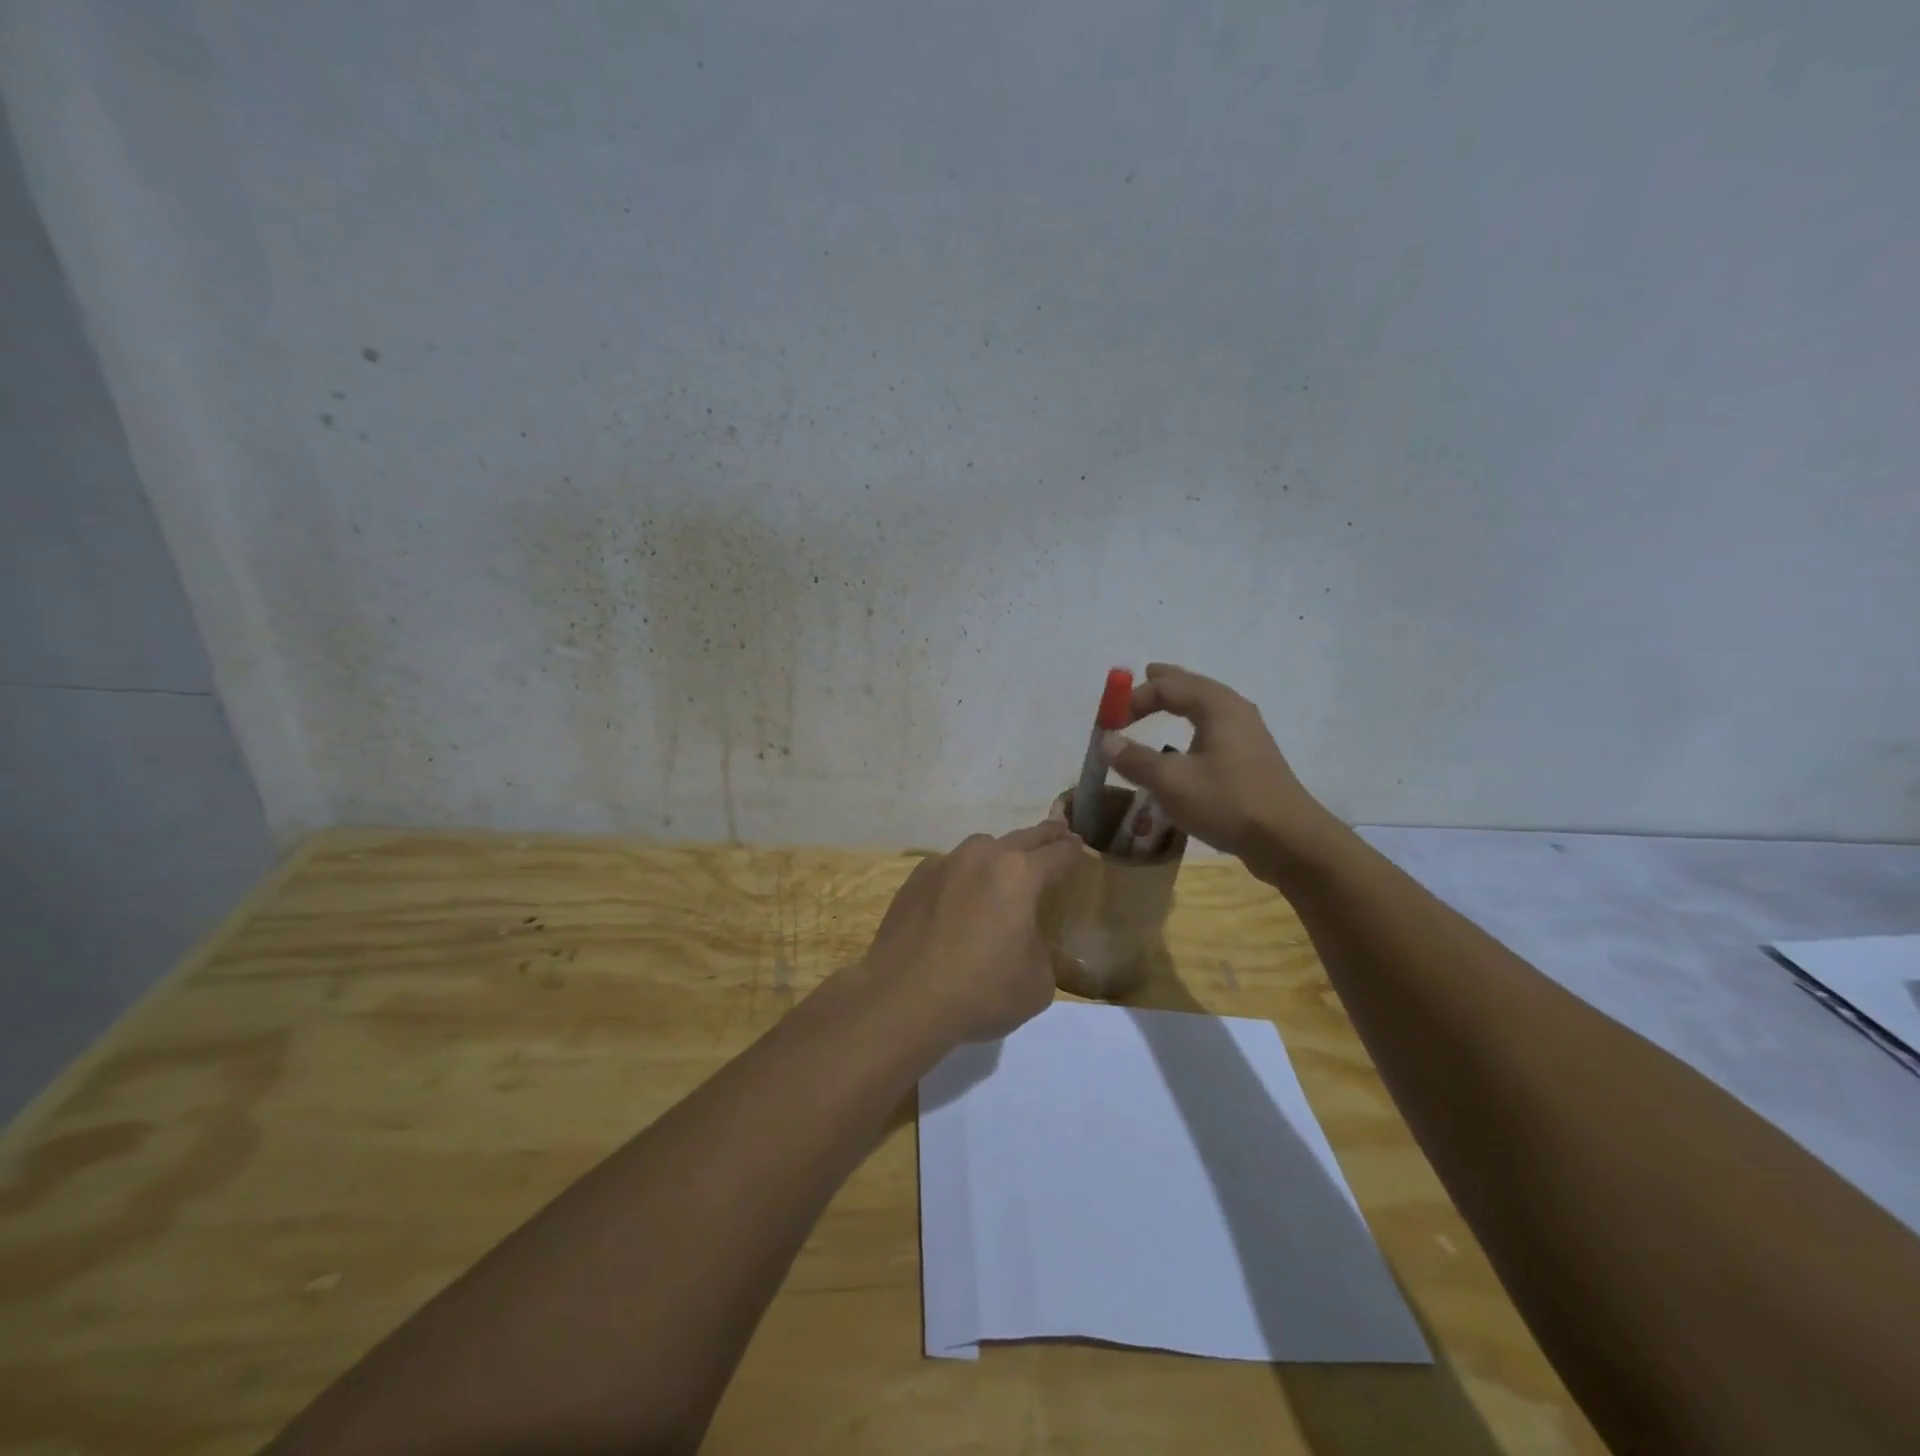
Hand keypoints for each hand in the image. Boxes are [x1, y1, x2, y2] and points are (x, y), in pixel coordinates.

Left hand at [859, 820, 1081, 1044]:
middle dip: (1044, 837)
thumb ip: (1040, 948)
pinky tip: (957, 901)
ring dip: (998, 855)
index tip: (1080, 848)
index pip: (1058, 853)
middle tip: (1057, 835)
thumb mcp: (1038, 982)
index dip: (1074, 851)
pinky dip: (961, 877)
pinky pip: (949, 868)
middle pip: (1023, 837)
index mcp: (1020, 874)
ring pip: (981, 848)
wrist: (903, 999)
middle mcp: (982, 856)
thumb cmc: (982, 990)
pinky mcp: (914, 880)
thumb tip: (1024, 939)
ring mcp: (944, 863)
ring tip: (1002, 875)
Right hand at [1100, 663, 1343, 880]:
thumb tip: (1106, 740)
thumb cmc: (1227, 802)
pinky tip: (1189, 743)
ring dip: (1182, 702)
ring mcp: (1248, 735)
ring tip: (1164, 703)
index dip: (1134, 698)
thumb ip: (1135, 759)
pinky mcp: (1252, 759)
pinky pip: (1215, 728)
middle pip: (1193, 687)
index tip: (1109, 722)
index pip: (1167, 687)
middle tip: (1144, 675)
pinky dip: (1194, 724)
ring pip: (1207, 706)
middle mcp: (1235, 711)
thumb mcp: (1171, 782)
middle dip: (1165, 683)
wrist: (1289, 840)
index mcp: (1217, 706)